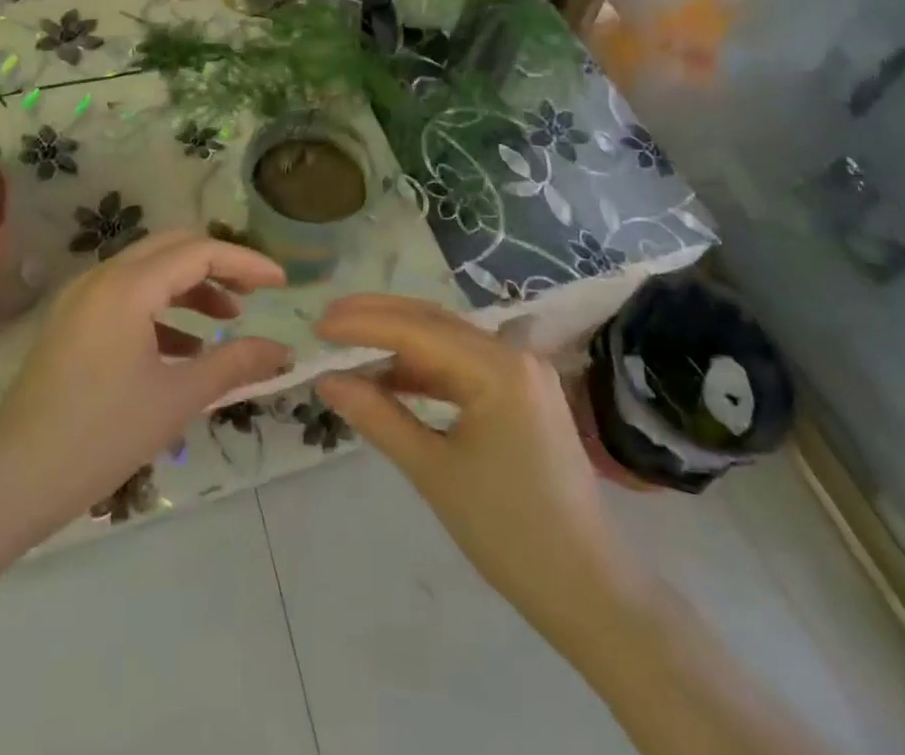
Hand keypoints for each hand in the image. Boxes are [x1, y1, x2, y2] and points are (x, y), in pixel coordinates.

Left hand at [0, 232, 291, 537]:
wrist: (11, 482)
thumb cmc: (101, 436)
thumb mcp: (177, 398)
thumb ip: (235, 363)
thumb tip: (283, 350)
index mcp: (128, 286)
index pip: (200, 251)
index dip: (246, 262)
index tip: (281, 283)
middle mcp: (103, 277)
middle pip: (173, 247)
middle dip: (219, 264)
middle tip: (254, 292)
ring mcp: (82, 298)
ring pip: (150, 270)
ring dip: (191, 286)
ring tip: (226, 319)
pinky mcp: (72, 321)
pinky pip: (127, 295)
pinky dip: (162, 308)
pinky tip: (184, 346)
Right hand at [315, 296, 630, 630]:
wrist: (586, 587)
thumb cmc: (509, 533)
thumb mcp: (433, 472)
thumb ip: (378, 417)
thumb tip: (327, 381)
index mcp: (499, 367)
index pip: (417, 329)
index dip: (363, 324)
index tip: (318, 326)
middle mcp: (513, 353)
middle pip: (433, 320)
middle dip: (377, 318)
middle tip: (326, 322)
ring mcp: (522, 369)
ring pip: (447, 338)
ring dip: (398, 341)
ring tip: (349, 345)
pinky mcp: (521, 390)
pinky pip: (464, 364)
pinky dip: (425, 367)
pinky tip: (391, 377)